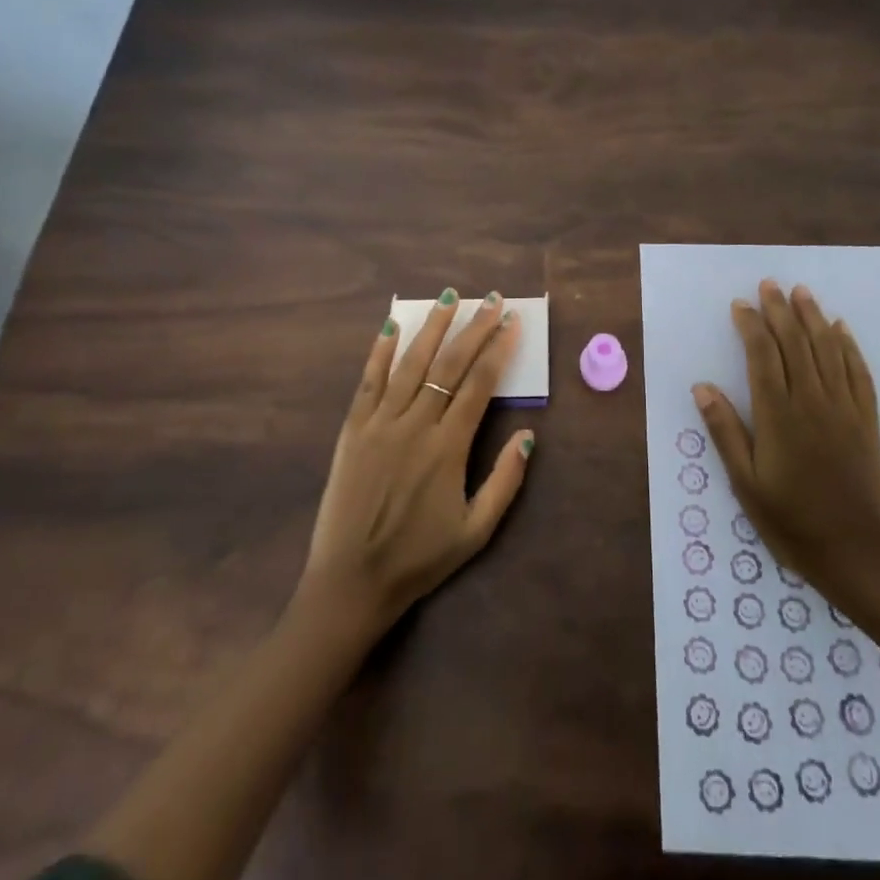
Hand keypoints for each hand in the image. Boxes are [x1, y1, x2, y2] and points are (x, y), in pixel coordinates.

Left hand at [299, 289, 535, 635]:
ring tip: (449, 297)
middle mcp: (415, 426)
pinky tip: (392, 326)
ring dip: (432, 328)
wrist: (351, 582)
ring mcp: (380, 424)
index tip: (513, 323)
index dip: (499, 350)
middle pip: (449, 365)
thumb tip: (529, 434)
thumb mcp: (475, 531)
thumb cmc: (419, 559)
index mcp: (448, 448)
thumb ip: (505, 482)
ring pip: (410, 363)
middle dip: (474, 328)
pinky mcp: (352, 430)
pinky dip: (380, 352)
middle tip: (492, 300)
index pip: (480, 384)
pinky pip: (368, 382)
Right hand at [693, 280, 879, 601]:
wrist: (861, 556)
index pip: (762, 355)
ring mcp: (844, 409)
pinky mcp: (867, 421)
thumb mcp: (746, 484)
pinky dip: (848, 346)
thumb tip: (702, 387)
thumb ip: (725, 432)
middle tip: (770, 284)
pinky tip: (841, 329)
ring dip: (813, 317)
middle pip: (795, 343)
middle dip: (780, 310)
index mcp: (778, 415)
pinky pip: (858, 372)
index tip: (740, 304)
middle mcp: (812, 401)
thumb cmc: (793, 523)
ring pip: (827, 349)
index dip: (751, 325)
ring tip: (802, 292)